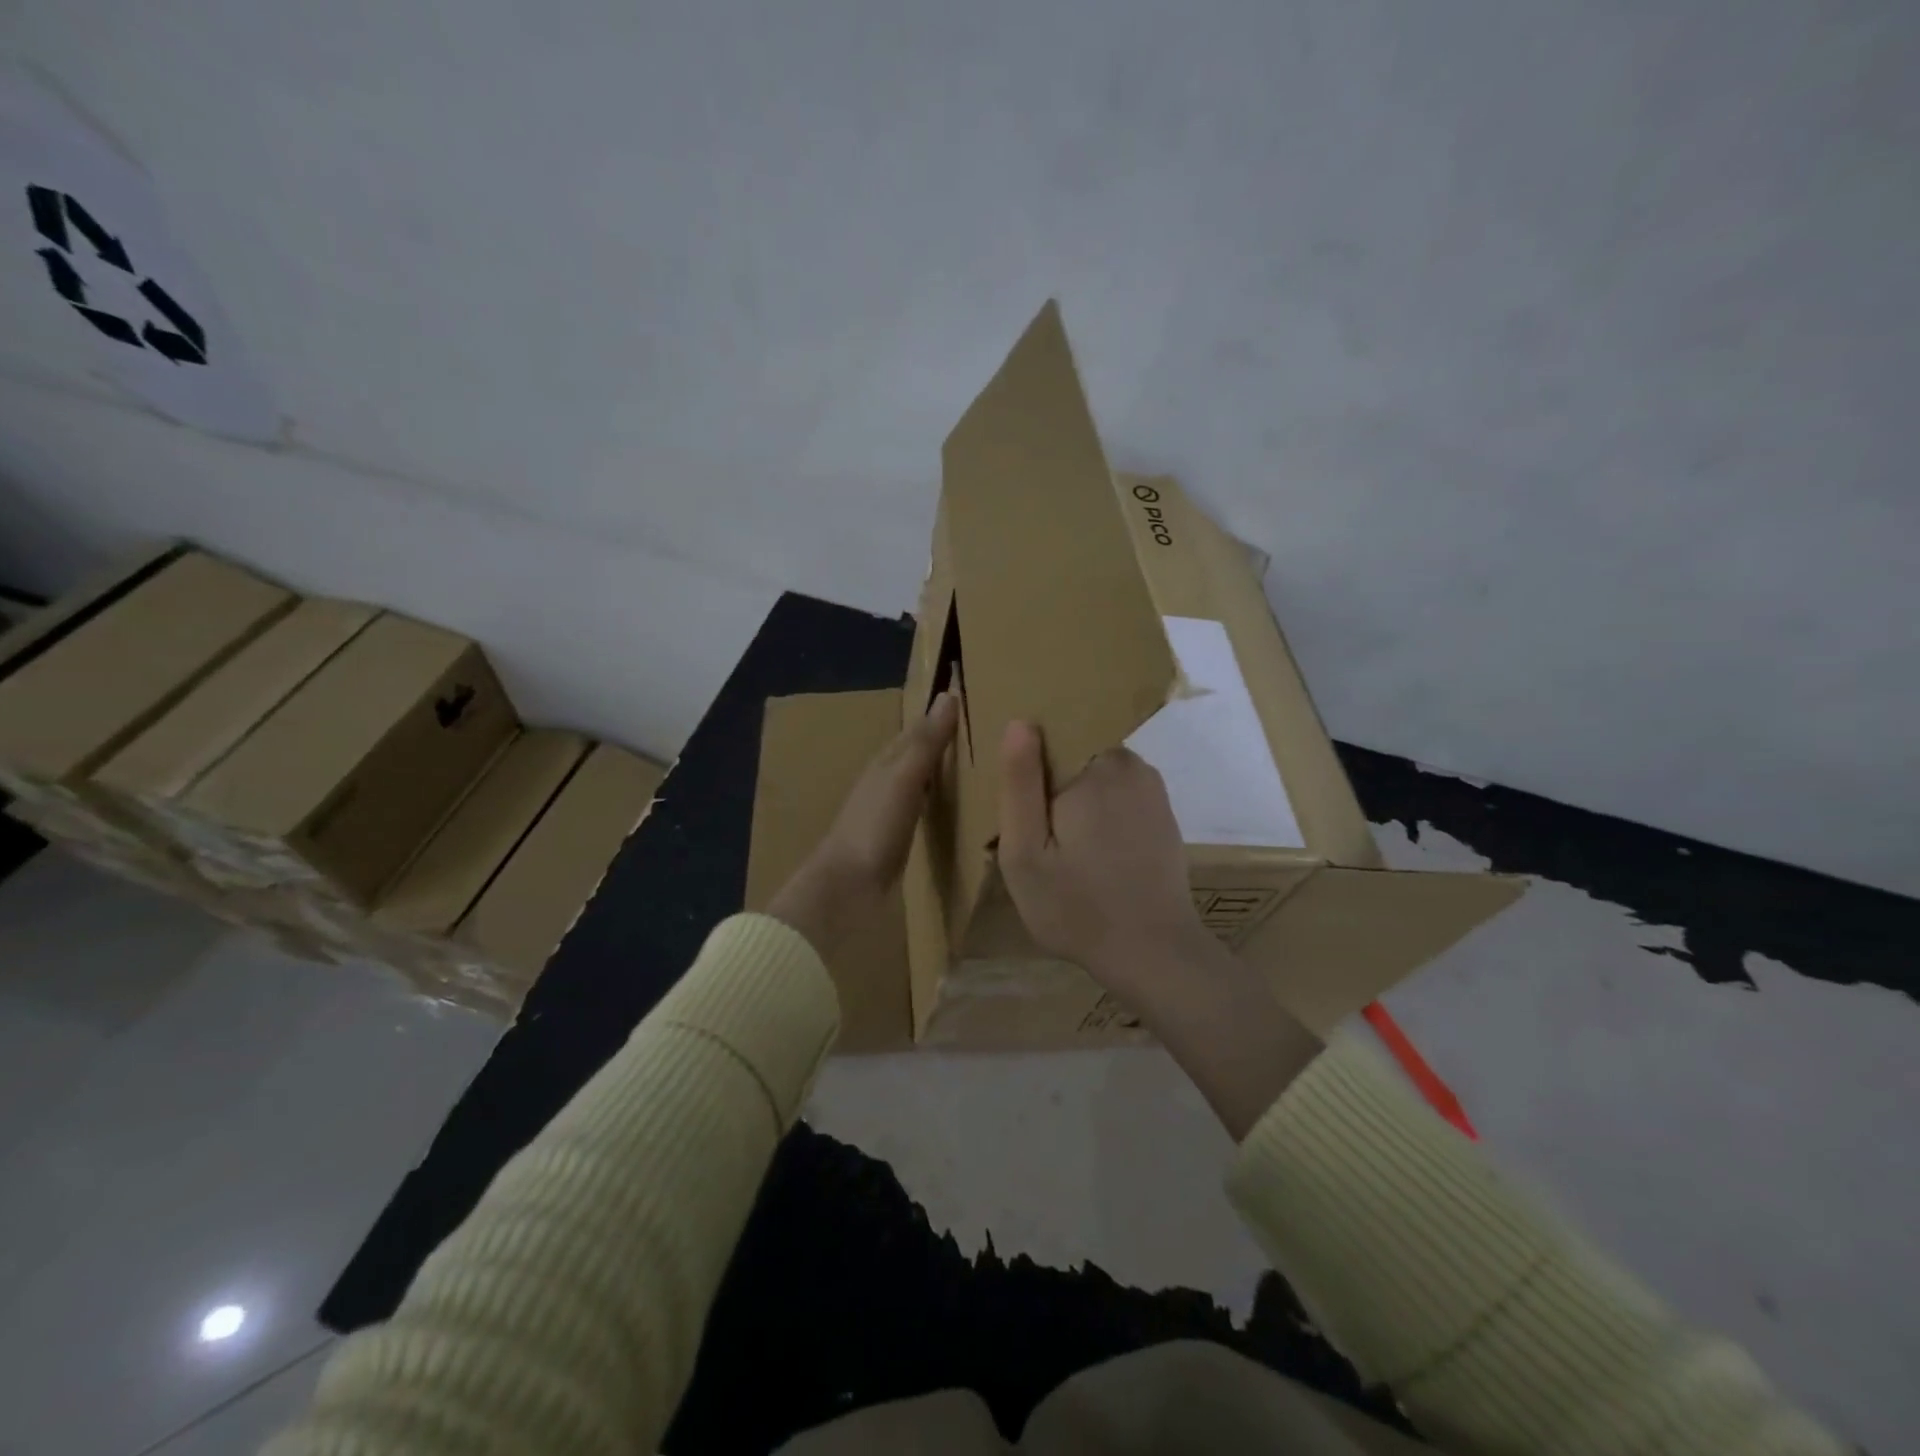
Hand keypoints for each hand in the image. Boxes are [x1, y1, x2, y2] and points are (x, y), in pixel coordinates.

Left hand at [766, 691, 958, 955]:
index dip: (939, 718)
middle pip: (916, 756)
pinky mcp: (896, 842)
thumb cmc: (874, 826)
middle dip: (942, 745)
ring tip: (978, 771)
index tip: (971, 704)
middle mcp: (884, 783)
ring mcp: (888, 814)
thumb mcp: (903, 777)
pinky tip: (956, 812)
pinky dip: (939, 804)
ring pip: (919, 783)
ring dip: (941, 775)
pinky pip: (922, 811)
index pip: (915, 732)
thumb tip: (948, 695)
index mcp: (884, 763)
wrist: (847, 888)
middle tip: (984, 738)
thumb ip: (926, 742)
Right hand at [995, 720, 1212, 1005]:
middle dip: (1052, 785)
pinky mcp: (1162, 813)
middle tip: (1036, 836)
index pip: (1051, 737)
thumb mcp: (1025, 852)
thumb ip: (1019, 784)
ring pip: (1096, 775)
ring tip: (1061, 848)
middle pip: (1074, 755)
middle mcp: (1130, 765)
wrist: (1153, 953)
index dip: (1028, 766)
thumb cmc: (1077, 906)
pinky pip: (1119, 794)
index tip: (1017, 803)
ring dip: (1077, 800)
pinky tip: (1091, 853)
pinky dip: (1101, 813)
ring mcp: (1152, 789)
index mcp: (1094, 767)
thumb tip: (1020, 721)